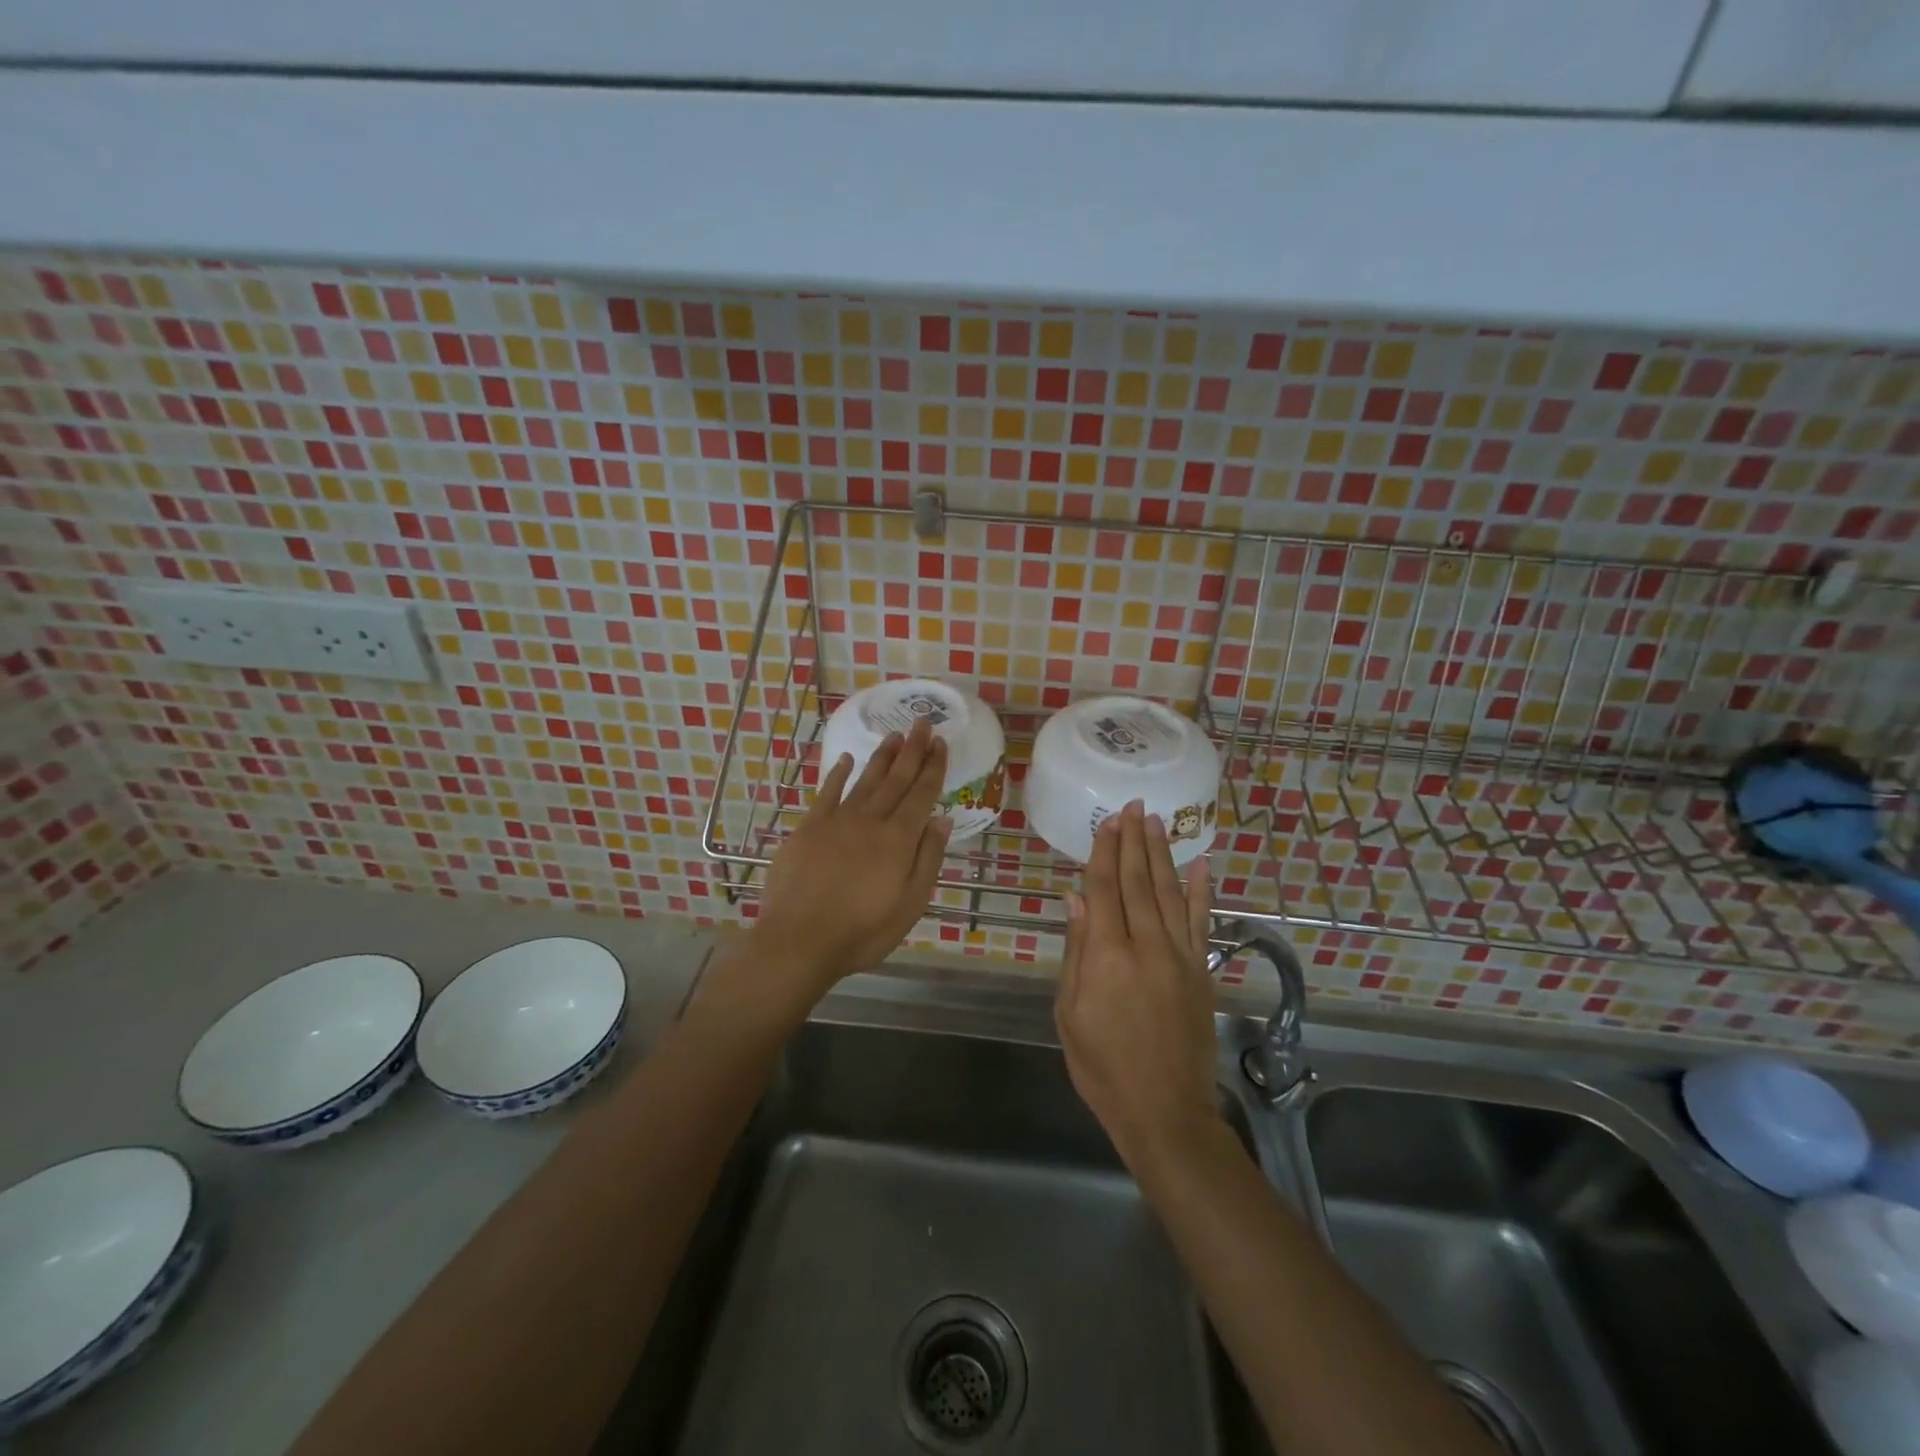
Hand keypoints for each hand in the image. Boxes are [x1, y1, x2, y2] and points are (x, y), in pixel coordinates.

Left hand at [751, 717, 951, 1003]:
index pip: (922, 794)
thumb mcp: (910, 903)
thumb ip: (928, 858)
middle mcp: (870, 820)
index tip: (940, 742)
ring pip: (865, 780)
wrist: (799, 940)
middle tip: (922, 722)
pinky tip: (845, 760)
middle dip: (911, 750)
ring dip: (882, 757)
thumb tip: (942, 818)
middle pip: (896, 779)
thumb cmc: (862, 931)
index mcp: (898, 838)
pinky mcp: (808, 828)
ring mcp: (836, 821)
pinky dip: (837, 775)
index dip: (933, 766)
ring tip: (894, 735)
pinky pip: (827, 793)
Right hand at [1055, 800, 1218, 1170]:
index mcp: (1107, 956)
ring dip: (1162, 854)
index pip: (1104, 890)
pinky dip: (1201, 891)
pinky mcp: (1201, 971)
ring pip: (1169, 892)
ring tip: (1158, 822)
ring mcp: (1180, 957)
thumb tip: (1076, 899)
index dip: (1104, 852)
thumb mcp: (1070, 1013)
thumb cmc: (1103, 1066)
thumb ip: (1076, 952)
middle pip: (1137, 882)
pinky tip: (1200, 864)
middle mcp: (1147, 946)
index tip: (1107, 821)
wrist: (1164, 1111)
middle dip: (1133, 842)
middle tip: (1133, 807)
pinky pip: (1201, 922)